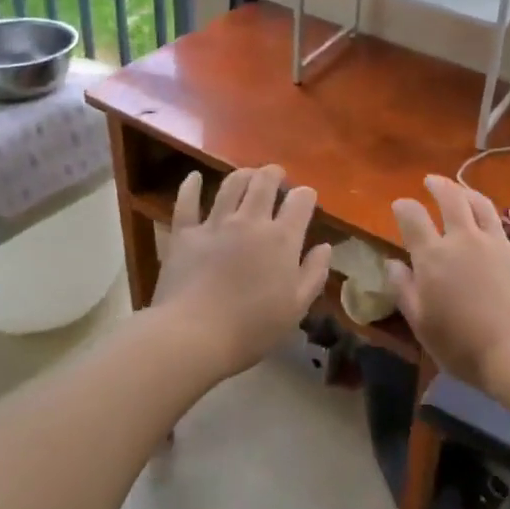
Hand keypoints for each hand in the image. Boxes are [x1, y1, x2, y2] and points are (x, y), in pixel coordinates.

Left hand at [151, 165, 332, 378]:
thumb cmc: (252, 327)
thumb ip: (314, 273)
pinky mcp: (185, 233)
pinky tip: (193, 177)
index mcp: (281, 239)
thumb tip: (324, 246)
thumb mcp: (296, 307)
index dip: (306, 195)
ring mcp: (215, 224)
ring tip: (247, 174)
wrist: (194, 334)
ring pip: (230, 185)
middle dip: (274, 174)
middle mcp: (250, 221)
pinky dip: (190, 186)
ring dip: (242, 174)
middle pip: (264, 183)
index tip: (306, 198)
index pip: (300, 202)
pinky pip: (187, 202)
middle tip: (276, 175)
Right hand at [388, 176, 509, 391]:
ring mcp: (500, 244)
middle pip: (452, 200)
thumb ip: (404, 290)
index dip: (404, 207)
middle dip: (439, 186)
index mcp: (433, 256)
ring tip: (464, 191)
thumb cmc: (463, 346)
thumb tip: (392, 263)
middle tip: (432, 180)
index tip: (400, 205)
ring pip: (485, 207)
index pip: (413, 218)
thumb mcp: (422, 324)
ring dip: (471, 194)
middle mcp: (465, 240)